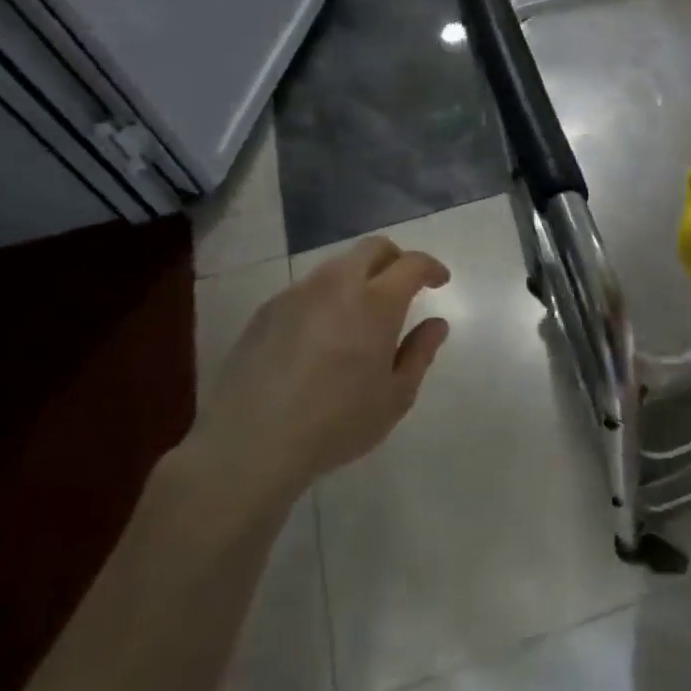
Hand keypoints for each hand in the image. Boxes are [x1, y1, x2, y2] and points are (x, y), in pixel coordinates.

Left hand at [185, 237, 451, 515]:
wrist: (250, 443)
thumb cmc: (336, 423)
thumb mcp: (395, 397)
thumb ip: (420, 353)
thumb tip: (436, 324)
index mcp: (376, 303)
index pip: (411, 264)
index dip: (431, 267)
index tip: (440, 282)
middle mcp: (337, 285)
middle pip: (372, 248)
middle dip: (396, 258)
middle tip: (405, 285)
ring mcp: (297, 294)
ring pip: (337, 267)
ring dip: (359, 277)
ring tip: (361, 314)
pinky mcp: (267, 311)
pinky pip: (307, 290)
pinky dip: (327, 298)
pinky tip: (322, 336)